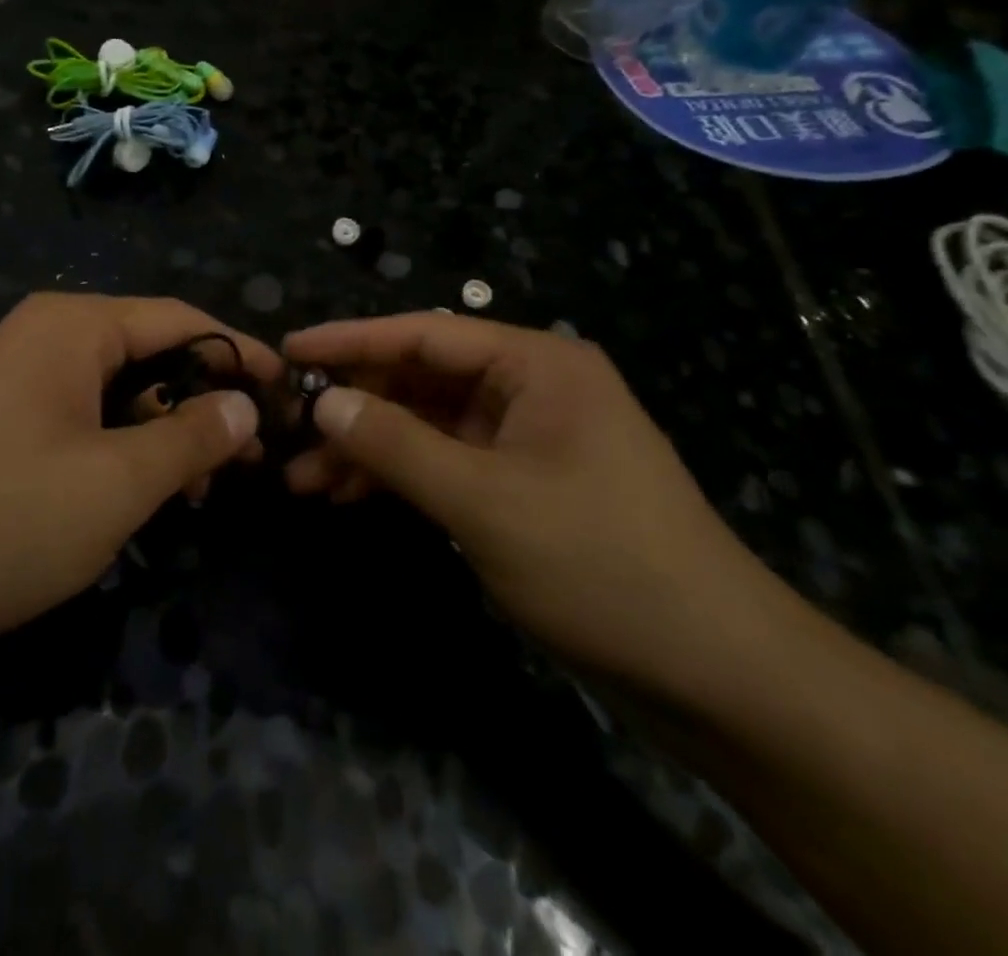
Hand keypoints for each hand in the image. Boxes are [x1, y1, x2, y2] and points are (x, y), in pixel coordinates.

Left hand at [0, 294, 277, 656]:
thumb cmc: (0, 519)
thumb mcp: (117, 483)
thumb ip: (192, 438)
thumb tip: (246, 405)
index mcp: (76, 327)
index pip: (182, 320)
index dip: (241, 354)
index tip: (289, 393)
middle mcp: (48, 335)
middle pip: (151, 353)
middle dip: (204, 402)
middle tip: (249, 459)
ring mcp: (20, 375)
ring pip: (118, 391)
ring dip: (164, 432)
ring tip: (199, 490)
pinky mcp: (2, 417)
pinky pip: (82, 415)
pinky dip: (120, 446)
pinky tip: (138, 493)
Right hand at [282, 314, 797, 701]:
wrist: (717, 675)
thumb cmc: (600, 564)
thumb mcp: (484, 502)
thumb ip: (397, 445)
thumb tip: (324, 402)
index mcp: (537, 364)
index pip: (425, 333)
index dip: (351, 340)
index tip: (289, 348)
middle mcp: (532, 388)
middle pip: (422, 379)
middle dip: (355, 408)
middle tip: (289, 434)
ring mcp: (528, 439)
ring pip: (429, 426)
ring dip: (370, 449)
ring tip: (305, 481)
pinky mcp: (525, 485)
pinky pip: (448, 464)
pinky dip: (402, 478)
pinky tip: (353, 498)